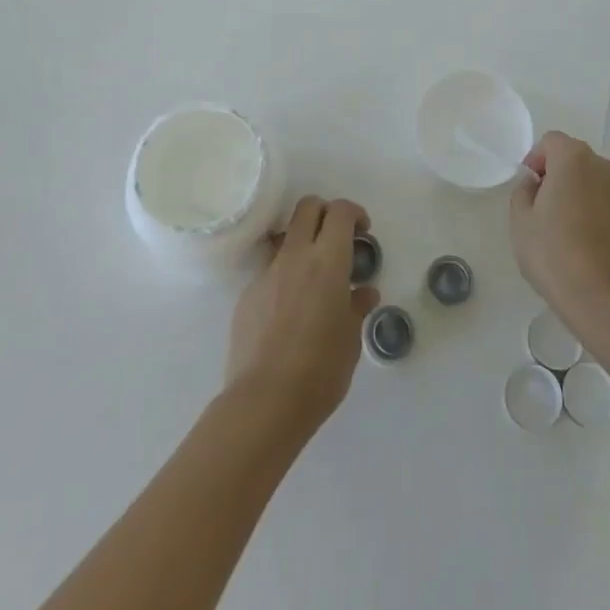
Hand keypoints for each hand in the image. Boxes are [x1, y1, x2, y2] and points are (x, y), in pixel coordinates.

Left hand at [225, 196, 376, 437]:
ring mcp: (266, 273)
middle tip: (337, 238)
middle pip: (307, 207)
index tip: (362, 231)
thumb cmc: (320, 370)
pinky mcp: (246, 294)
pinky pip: (268, 270)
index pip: (340, 211)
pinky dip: (283, 276)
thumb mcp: (351, 339)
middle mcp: (296, 256)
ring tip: (311, 275)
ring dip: (301, 242)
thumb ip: (356, 307)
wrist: (264, 402)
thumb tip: (363, 292)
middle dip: (325, 212)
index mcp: (328, 260)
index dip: (354, 213)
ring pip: (285, 236)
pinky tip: (288, 310)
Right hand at [509, 132, 609, 340]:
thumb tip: (537, 185)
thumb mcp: (521, 219)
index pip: (550, 142)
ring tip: (558, 227)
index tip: (527, 189)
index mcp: (574, 157)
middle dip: (554, 175)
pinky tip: (577, 239)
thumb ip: (524, 191)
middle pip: (571, 158)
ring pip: (588, 179)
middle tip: (538, 208)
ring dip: (572, 192)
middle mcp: (603, 165)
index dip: (534, 161)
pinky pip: (601, 199)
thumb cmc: (555, 253)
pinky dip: (588, 208)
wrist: (604, 299)